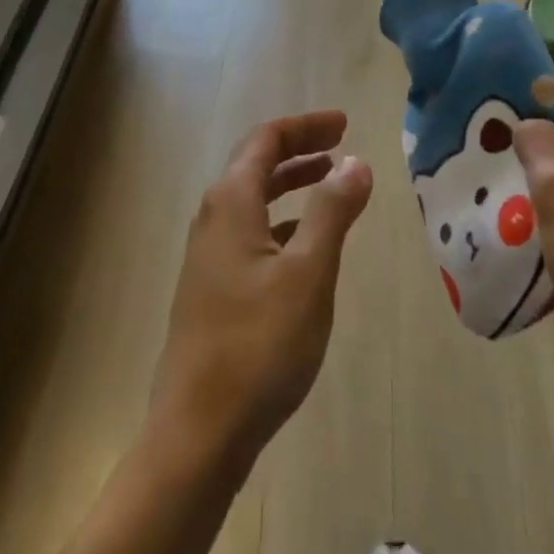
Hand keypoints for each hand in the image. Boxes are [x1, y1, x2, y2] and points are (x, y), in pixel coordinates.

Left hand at [149, 111, 373, 470]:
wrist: (198, 430)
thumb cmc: (259, 344)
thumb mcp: (309, 273)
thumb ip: (332, 212)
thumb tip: (355, 162)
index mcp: (231, 202)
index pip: (267, 139)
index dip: (305, 126)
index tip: (344, 123)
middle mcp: (213, 217)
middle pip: (256, 163)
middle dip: (299, 149)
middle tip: (341, 144)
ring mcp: (207, 254)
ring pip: (252, 199)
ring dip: (290, 183)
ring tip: (329, 182)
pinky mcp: (211, 286)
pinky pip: (249, 231)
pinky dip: (281, 220)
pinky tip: (304, 243)